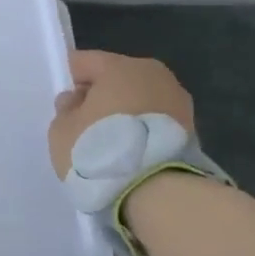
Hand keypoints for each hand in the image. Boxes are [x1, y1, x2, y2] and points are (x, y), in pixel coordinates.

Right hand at [49, 49, 195, 179]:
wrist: (158, 193)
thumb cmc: (101, 151)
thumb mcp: (62, 130)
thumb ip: (66, 109)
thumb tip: (78, 101)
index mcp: (119, 66)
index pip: (84, 62)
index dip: (70, 82)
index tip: (65, 108)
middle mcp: (153, 73)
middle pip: (116, 78)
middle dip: (101, 97)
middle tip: (87, 127)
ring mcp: (178, 100)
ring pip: (139, 99)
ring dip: (125, 115)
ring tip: (112, 146)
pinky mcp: (192, 128)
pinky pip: (155, 121)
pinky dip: (143, 132)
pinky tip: (132, 154)